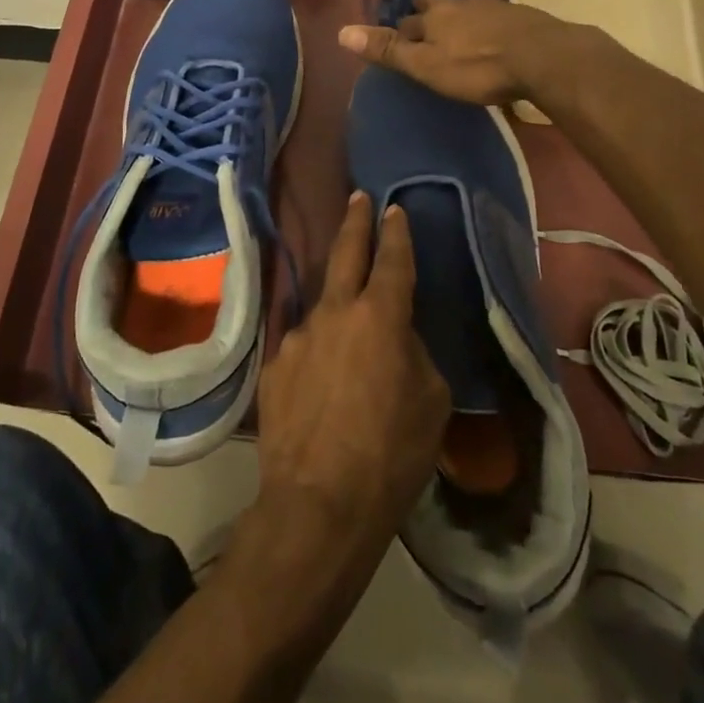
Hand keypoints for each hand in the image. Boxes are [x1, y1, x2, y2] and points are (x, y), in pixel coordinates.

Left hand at [254, 193, 448, 556]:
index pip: (391, 260)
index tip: (393, 209)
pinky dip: (317, 352)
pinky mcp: (273, 366)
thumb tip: (394, 341)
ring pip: (322, 306)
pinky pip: (302, 346)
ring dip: (337, 306)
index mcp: (380, 316)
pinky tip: (322, 383)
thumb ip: (413, 354)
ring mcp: (298, 336)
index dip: (395, 232)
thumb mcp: (429, 401)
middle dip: (354, 222)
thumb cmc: (391, 454)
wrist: (318, 505)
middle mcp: (334, 313)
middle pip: (345, 253)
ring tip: (349, 335)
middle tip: (357, 197)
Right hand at [337, 0, 572, 105]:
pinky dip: (484, 30)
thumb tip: (341, 31)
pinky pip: (492, 21)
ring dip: (457, 21)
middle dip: (427, 15)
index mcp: (435, 14)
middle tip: (423, 29)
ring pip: (465, 11)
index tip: (397, 37)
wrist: (543, 56)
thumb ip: (388, 49)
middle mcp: (461, 4)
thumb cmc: (477, 66)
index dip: (400, 27)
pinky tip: (491, 42)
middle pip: (436, 5)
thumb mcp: (426, 65)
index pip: (408, 18)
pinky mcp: (519, 19)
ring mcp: (493, 8)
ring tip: (455, 37)